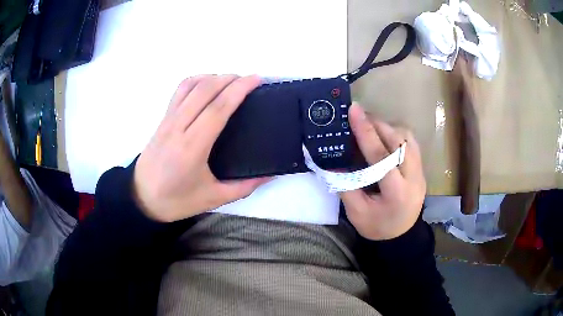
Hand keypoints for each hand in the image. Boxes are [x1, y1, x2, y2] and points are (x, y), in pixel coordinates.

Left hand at [133, 75, 269, 222]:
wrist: (141, 198)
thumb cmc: (176, 200)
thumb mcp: (213, 198)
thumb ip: (244, 186)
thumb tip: (270, 175)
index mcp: (192, 147)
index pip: (218, 108)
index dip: (239, 89)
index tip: (256, 79)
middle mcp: (178, 127)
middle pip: (206, 90)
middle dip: (231, 78)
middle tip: (250, 79)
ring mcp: (168, 120)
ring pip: (191, 86)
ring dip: (214, 77)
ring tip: (231, 80)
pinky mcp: (162, 119)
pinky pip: (179, 91)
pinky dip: (196, 81)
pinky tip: (207, 85)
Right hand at [341, 103, 425, 239]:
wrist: (401, 236)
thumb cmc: (377, 227)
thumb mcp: (356, 212)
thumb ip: (345, 185)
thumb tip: (333, 161)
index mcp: (396, 192)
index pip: (381, 156)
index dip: (366, 132)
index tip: (354, 111)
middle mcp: (413, 178)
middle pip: (398, 141)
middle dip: (377, 124)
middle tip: (358, 117)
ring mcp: (420, 172)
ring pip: (407, 138)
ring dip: (388, 128)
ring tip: (370, 127)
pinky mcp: (421, 169)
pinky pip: (411, 143)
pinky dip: (396, 134)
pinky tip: (384, 137)